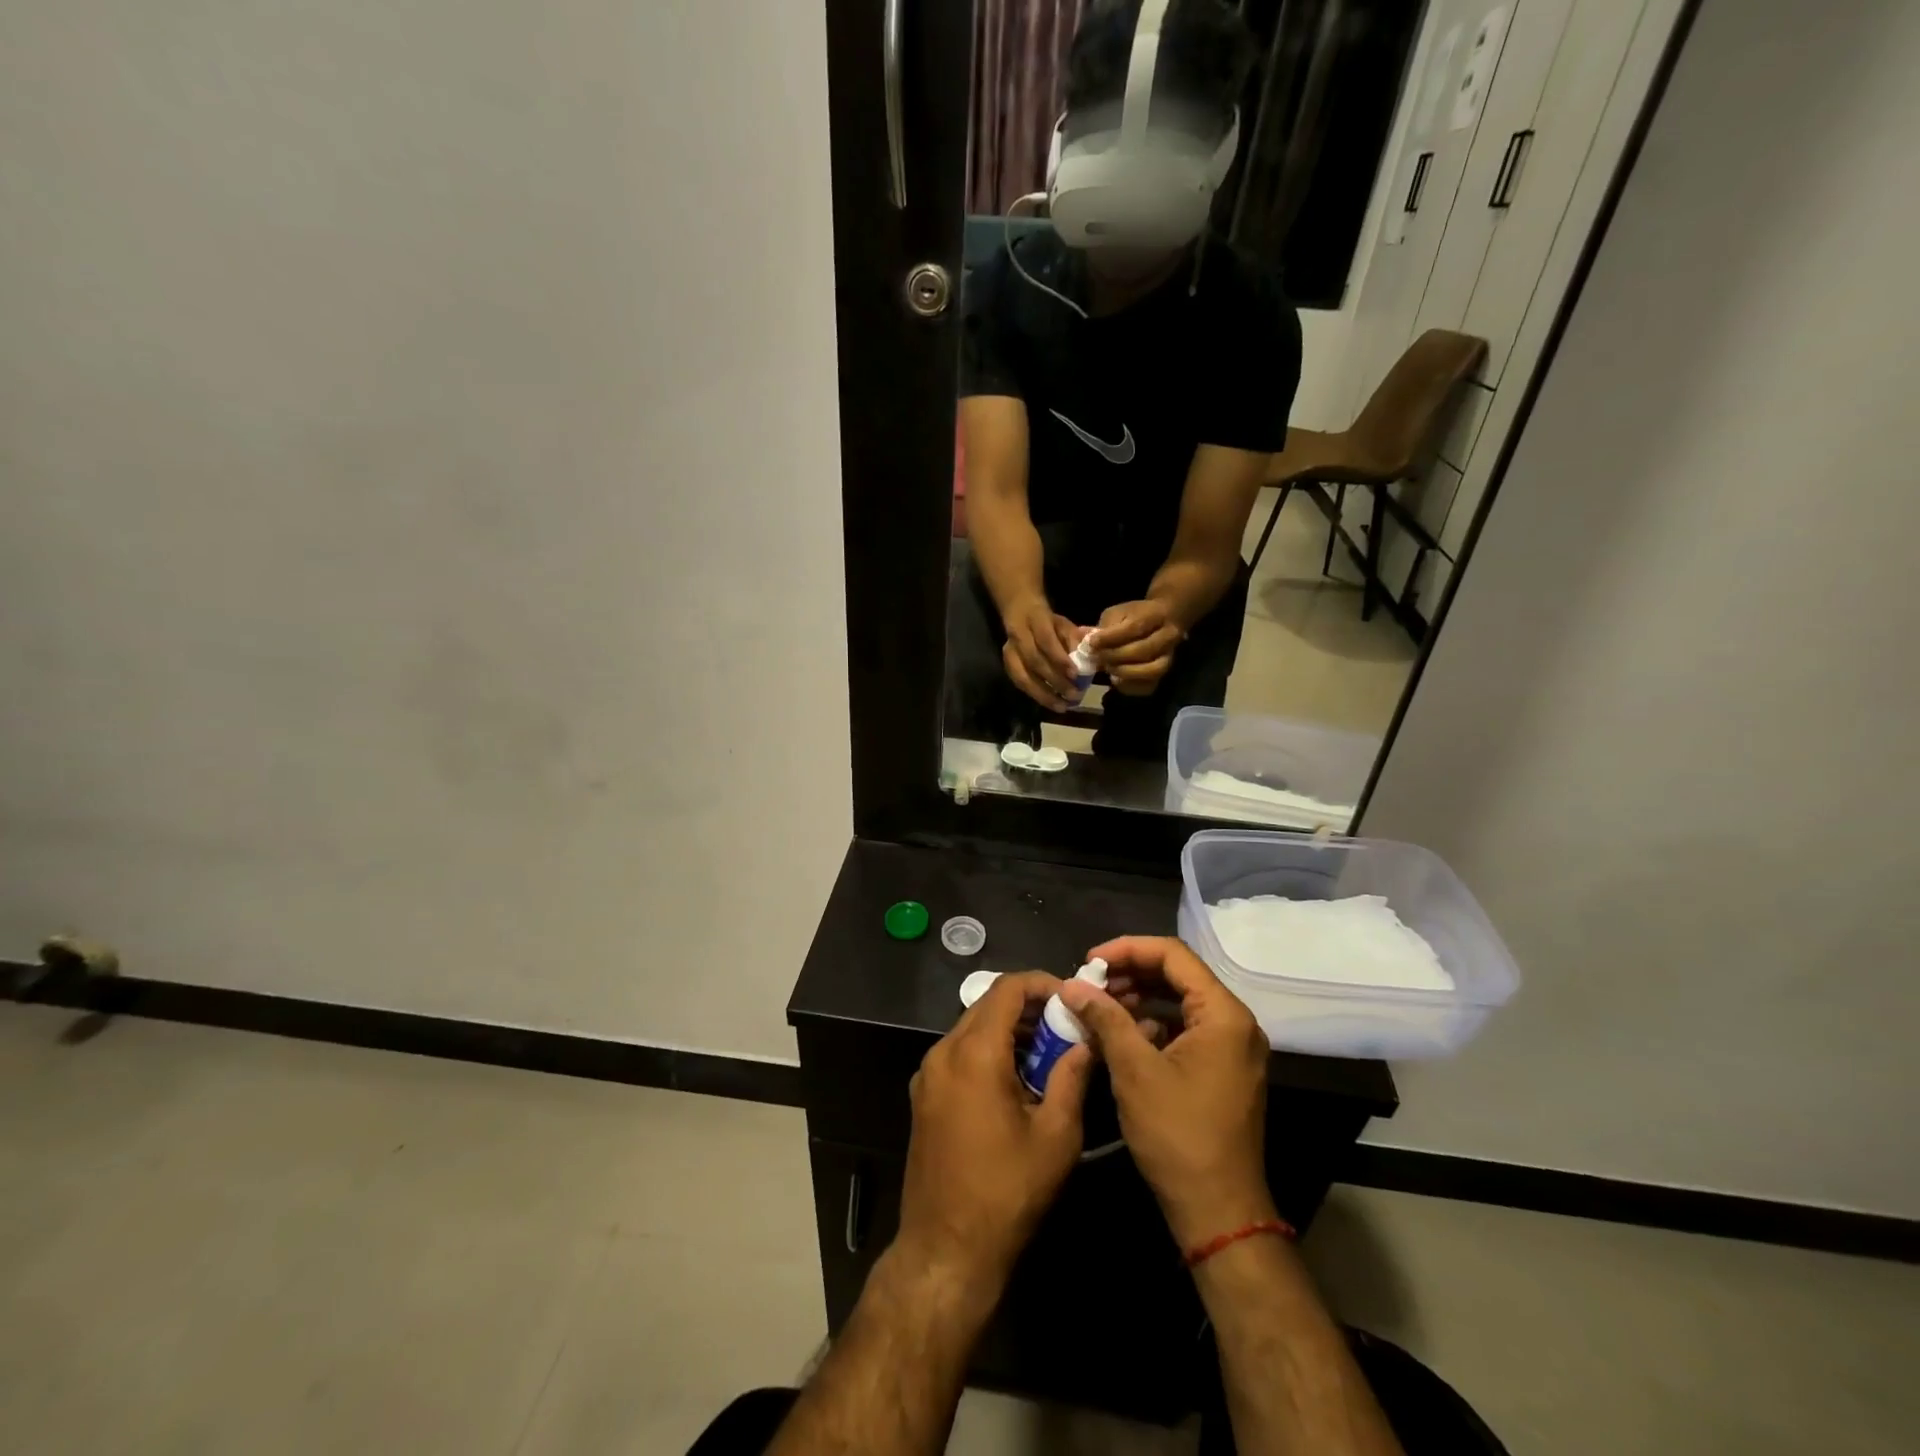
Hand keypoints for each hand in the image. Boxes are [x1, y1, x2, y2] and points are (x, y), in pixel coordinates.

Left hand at [897, 971, 1093, 1291]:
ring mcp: (928, 1074)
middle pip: (987, 1004)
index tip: (1072, 997)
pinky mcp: (923, 1095)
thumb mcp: (1055, 1136)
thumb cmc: (1007, 1193)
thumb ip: (1072, 1077)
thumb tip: (1085, 1041)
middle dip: (1028, 1007)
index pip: (1007, 989)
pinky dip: (988, 1050)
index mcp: (974, 1053)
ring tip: (1047, 1051)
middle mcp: (943, 1052)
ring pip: (971, 1027)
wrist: (946, 1249)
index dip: (1042, 984)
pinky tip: (1016, 1078)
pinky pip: (958, 1053)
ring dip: (1008, 1029)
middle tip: (1066, 1025)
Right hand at [1001, 598, 1082, 710]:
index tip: (1075, 675)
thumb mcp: (1064, 625)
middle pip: (1034, 661)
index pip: (1046, 640)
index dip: (1060, 659)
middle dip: (1055, 680)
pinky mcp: (1007, 665)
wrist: (1021, 614)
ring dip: (1044, 694)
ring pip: (1023, 677)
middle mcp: (1018, 636)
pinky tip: (1051, 703)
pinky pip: (1020, 684)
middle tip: (1074, 695)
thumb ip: (1074, 640)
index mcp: (1035, 620)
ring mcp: (1009, 652)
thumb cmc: (1049, 623)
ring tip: (1063, 706)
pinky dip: (1036, 695)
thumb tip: (1086, 662)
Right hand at [1058, 937, 1273, 1248]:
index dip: (1127, 949)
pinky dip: (1153, 1023)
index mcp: (1223, 1014)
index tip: (1089, 961)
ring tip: (1099, 1005)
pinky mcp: (1223, 1069)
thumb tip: (1071, 985)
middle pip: (1178, 975)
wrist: (1218, 1212)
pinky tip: (1122, 1034)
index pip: (1173, 955)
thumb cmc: (1178, 1135)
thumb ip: (1105, 1018)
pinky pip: (1186, 1028)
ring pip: (1181, 1002)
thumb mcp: (1134, 1070)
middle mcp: (1235, 1022)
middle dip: (1130, 973)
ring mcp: (1232, 1048)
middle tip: (1089, 983)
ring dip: (1139, 997)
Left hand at [1095, 600, 1184, 696]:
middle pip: (1143, 650)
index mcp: (1156, 614)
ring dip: (1124, 672)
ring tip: (1108, 668)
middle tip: (1097, 657)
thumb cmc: (1134, 617)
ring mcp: (1169, 657)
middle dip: (1115, 656)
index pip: (1134, 627)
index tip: (1092, 642)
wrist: (1161, 622)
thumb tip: (1084, 638)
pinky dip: (1129, 685)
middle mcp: (1169, 636)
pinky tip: (1116, 679)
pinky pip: (1148, 686)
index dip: (1111, 637)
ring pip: (1151, 671)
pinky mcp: (1164, 675)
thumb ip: (1103, 626)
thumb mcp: (1117, 613)